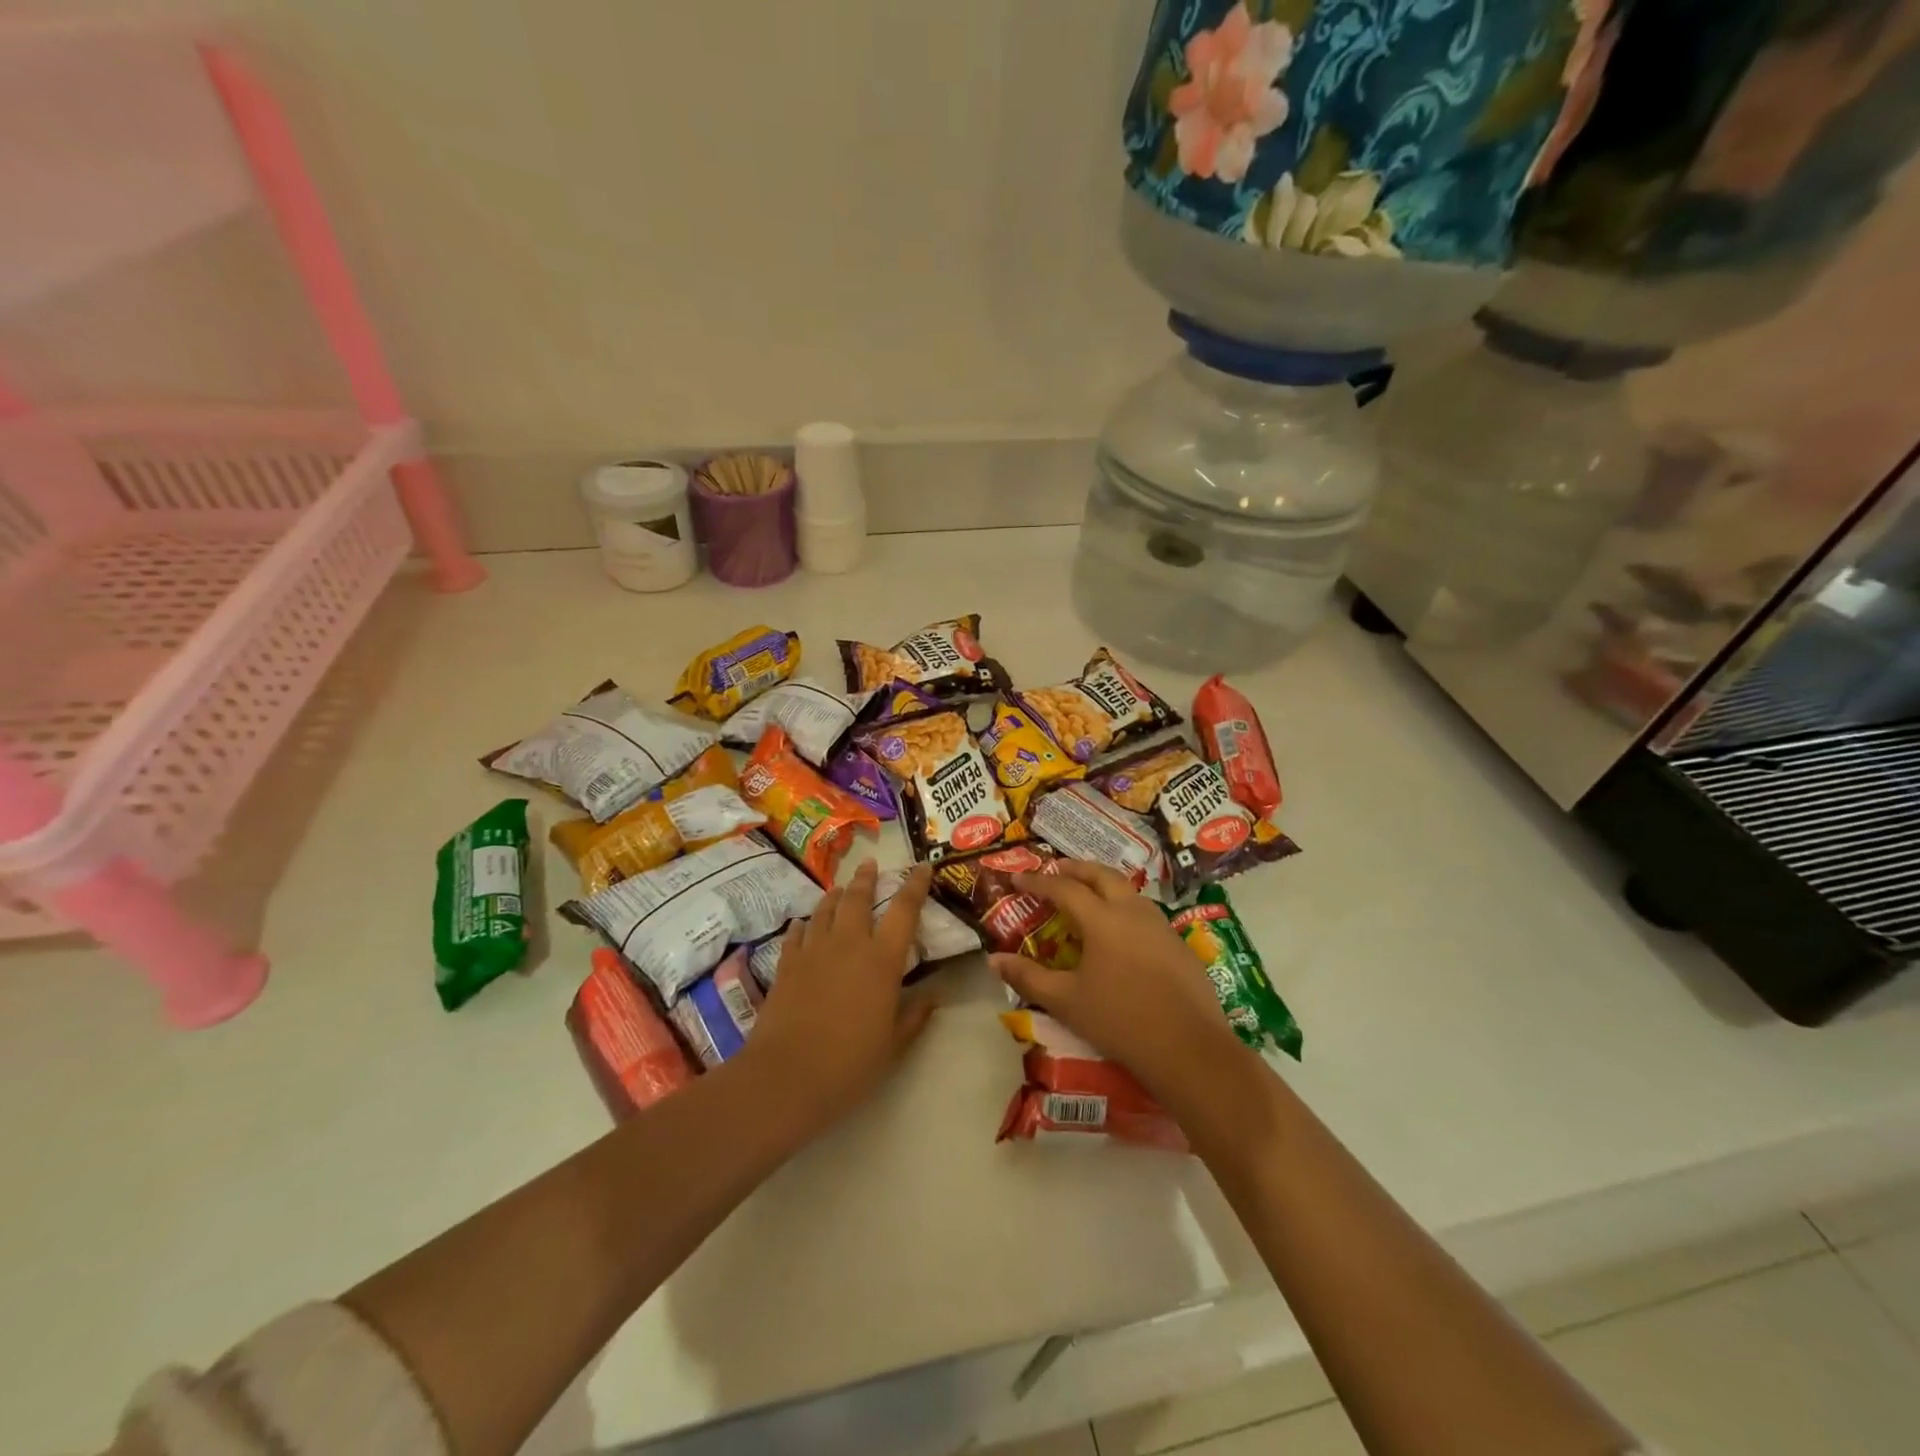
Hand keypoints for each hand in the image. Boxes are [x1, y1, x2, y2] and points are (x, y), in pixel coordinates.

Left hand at [743, 860, 936, 1128]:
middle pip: (857, 898)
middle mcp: (848, 943)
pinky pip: (797, 933)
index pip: (904, 910)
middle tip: (871, 864)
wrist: (787, 1075)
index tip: (922, 867)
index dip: (915, 885)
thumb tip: (934, 996)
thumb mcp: (893, 1044)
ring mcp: (813, 951)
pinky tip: (803, 922)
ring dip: (835, 895)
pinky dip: (804, 924)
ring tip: (840, 887)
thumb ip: (914, 1016)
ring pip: (825, 910)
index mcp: (882, 959)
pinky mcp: (787, 964)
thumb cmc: (850, 1062)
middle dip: (866, 878)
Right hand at [991, 860, 1245, 1102]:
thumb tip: (994, 960)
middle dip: (1076, 868)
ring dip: (1103, 883)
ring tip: (1087, 892)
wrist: (1188, 1048)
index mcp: (1102, 919)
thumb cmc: (1120, 1021)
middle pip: (1102, 875)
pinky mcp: (1179, 944)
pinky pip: (1145, 912)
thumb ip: (1028, 977)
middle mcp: (1132, 911)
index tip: (1017, 878)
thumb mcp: (1066, 1001)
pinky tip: (1121, 929)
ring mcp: (1160, 925)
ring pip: (1128, 890)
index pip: (1064, 888)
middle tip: (1055, 868)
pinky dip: (1124, 906)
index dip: (1038, 881)